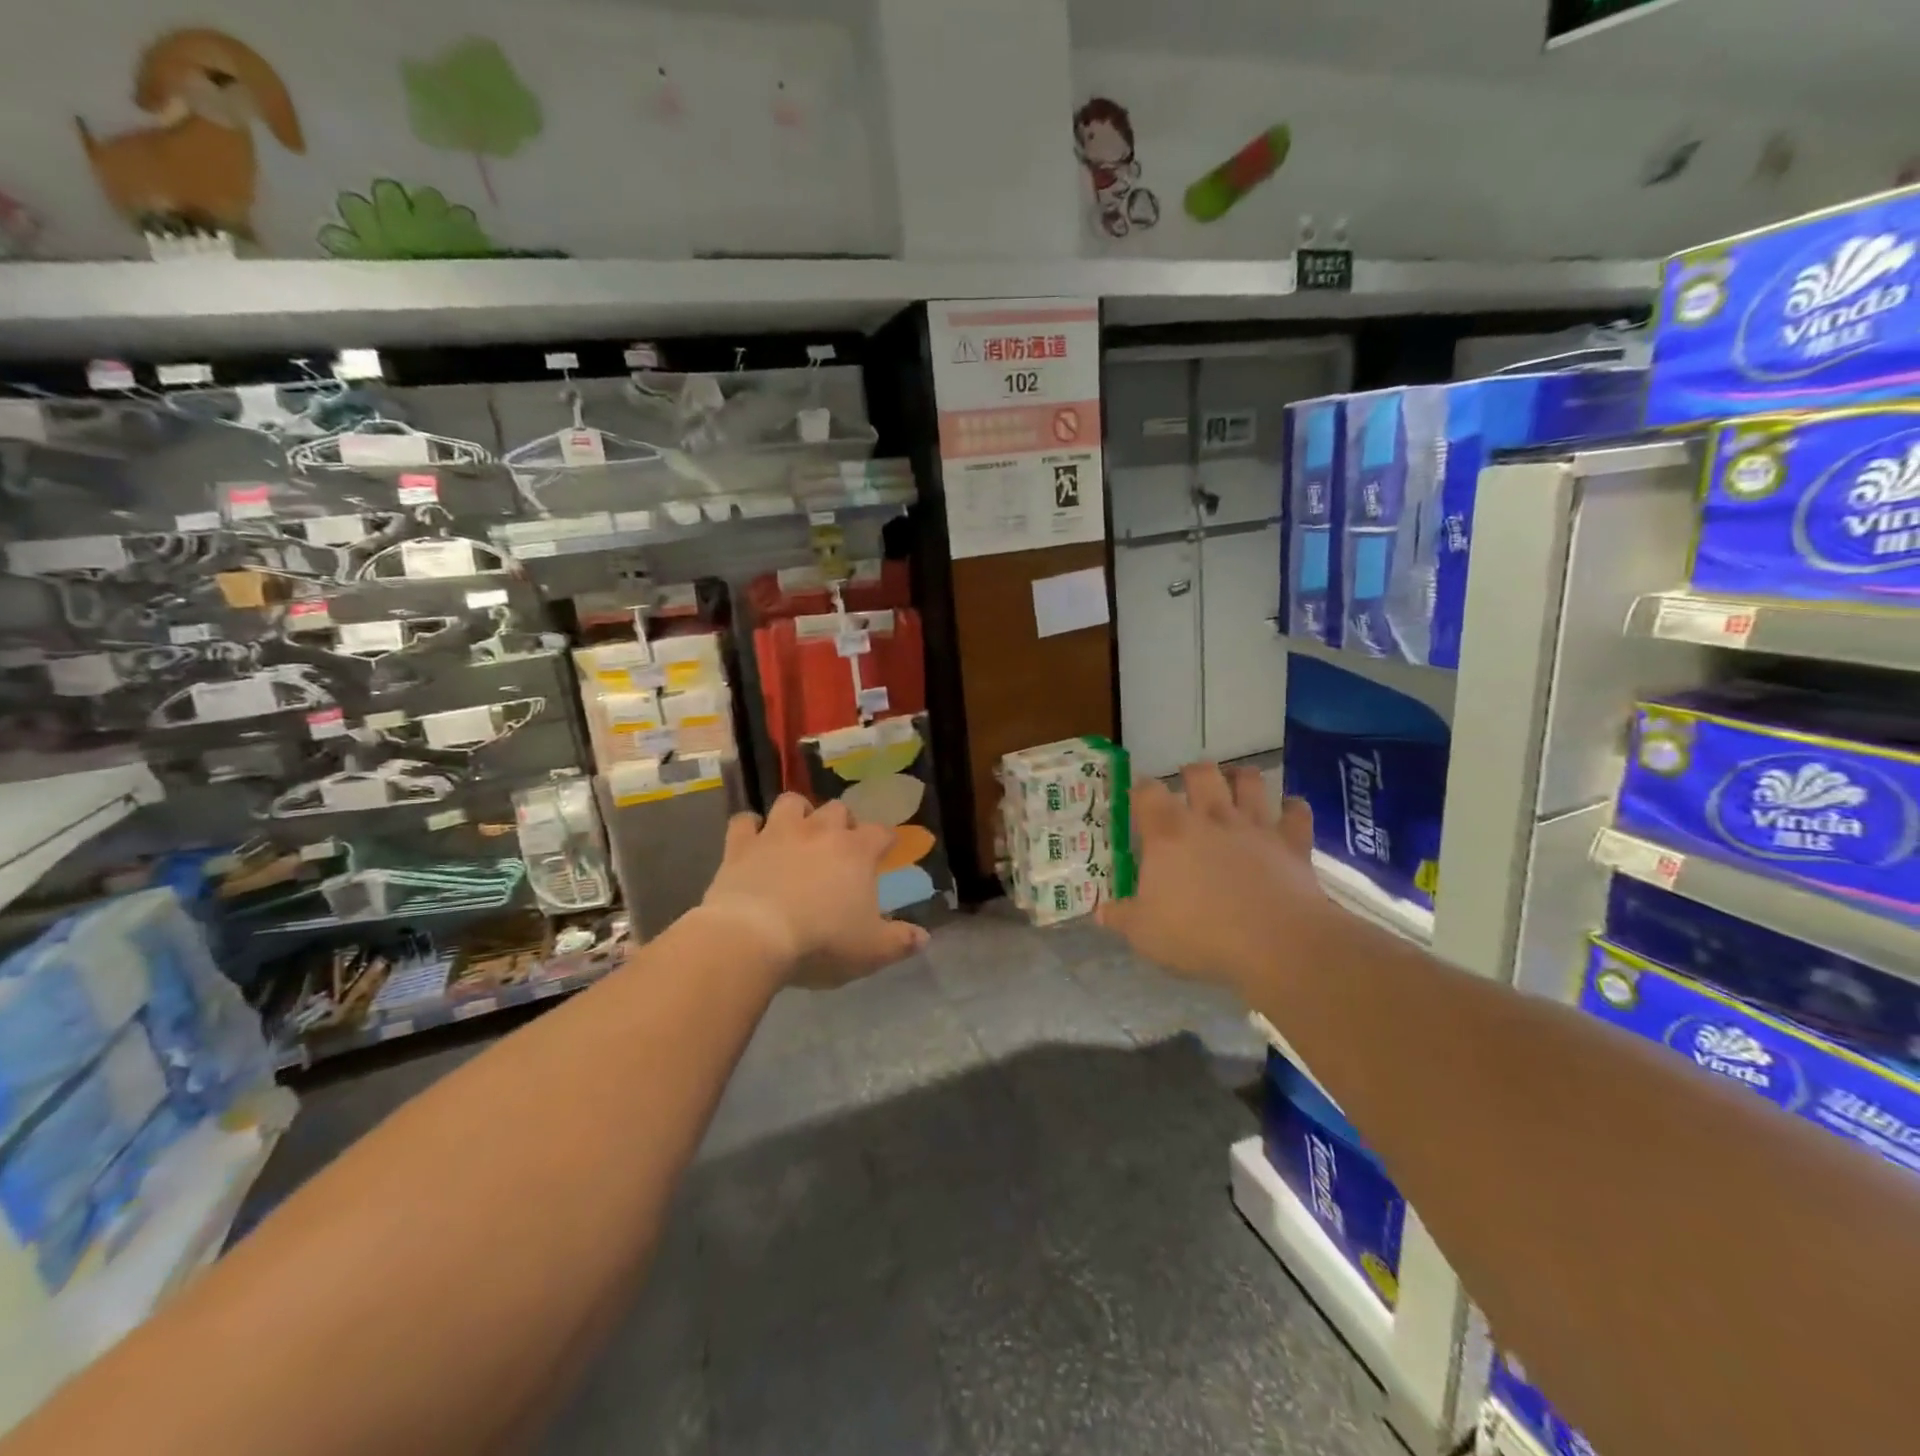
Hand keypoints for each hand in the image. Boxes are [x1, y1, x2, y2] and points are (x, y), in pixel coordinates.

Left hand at [699, 793, 928, 987]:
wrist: (753, 937)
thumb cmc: (821, 942)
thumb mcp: (871, 951)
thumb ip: (900, 941)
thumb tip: (924, 937)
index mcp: (856, 851)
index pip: (881, 832)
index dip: (885, 840)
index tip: (886, 850)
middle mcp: (820, 831)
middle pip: (838, 809)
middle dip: (842, 822)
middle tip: (840, 846)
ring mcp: (778, 833)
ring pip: (792, 802)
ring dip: (798, 813)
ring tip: (798, 832)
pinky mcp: (741, 845)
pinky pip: (744, 821)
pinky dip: (750, 828)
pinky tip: (752, 841)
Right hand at [1097, 763, 1331, 995]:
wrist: (1275, 943)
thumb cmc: (1200, 934)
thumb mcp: (1145, 933)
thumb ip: (1121, 917)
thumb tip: (1100, 912)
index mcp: (1168, 833)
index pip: (1147, 792)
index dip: (1140, 789)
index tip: (1136, 794)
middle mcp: (1211, 818)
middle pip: (1202, 773)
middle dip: (1193, 772)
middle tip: (1189, 782)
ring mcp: (1255, 826)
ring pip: (1250, 782)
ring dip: (1242, 778)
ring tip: (1236, 783)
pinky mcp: (1292, 843)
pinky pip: (1297, 812)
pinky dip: (1293, 808)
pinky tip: (1289, 811)